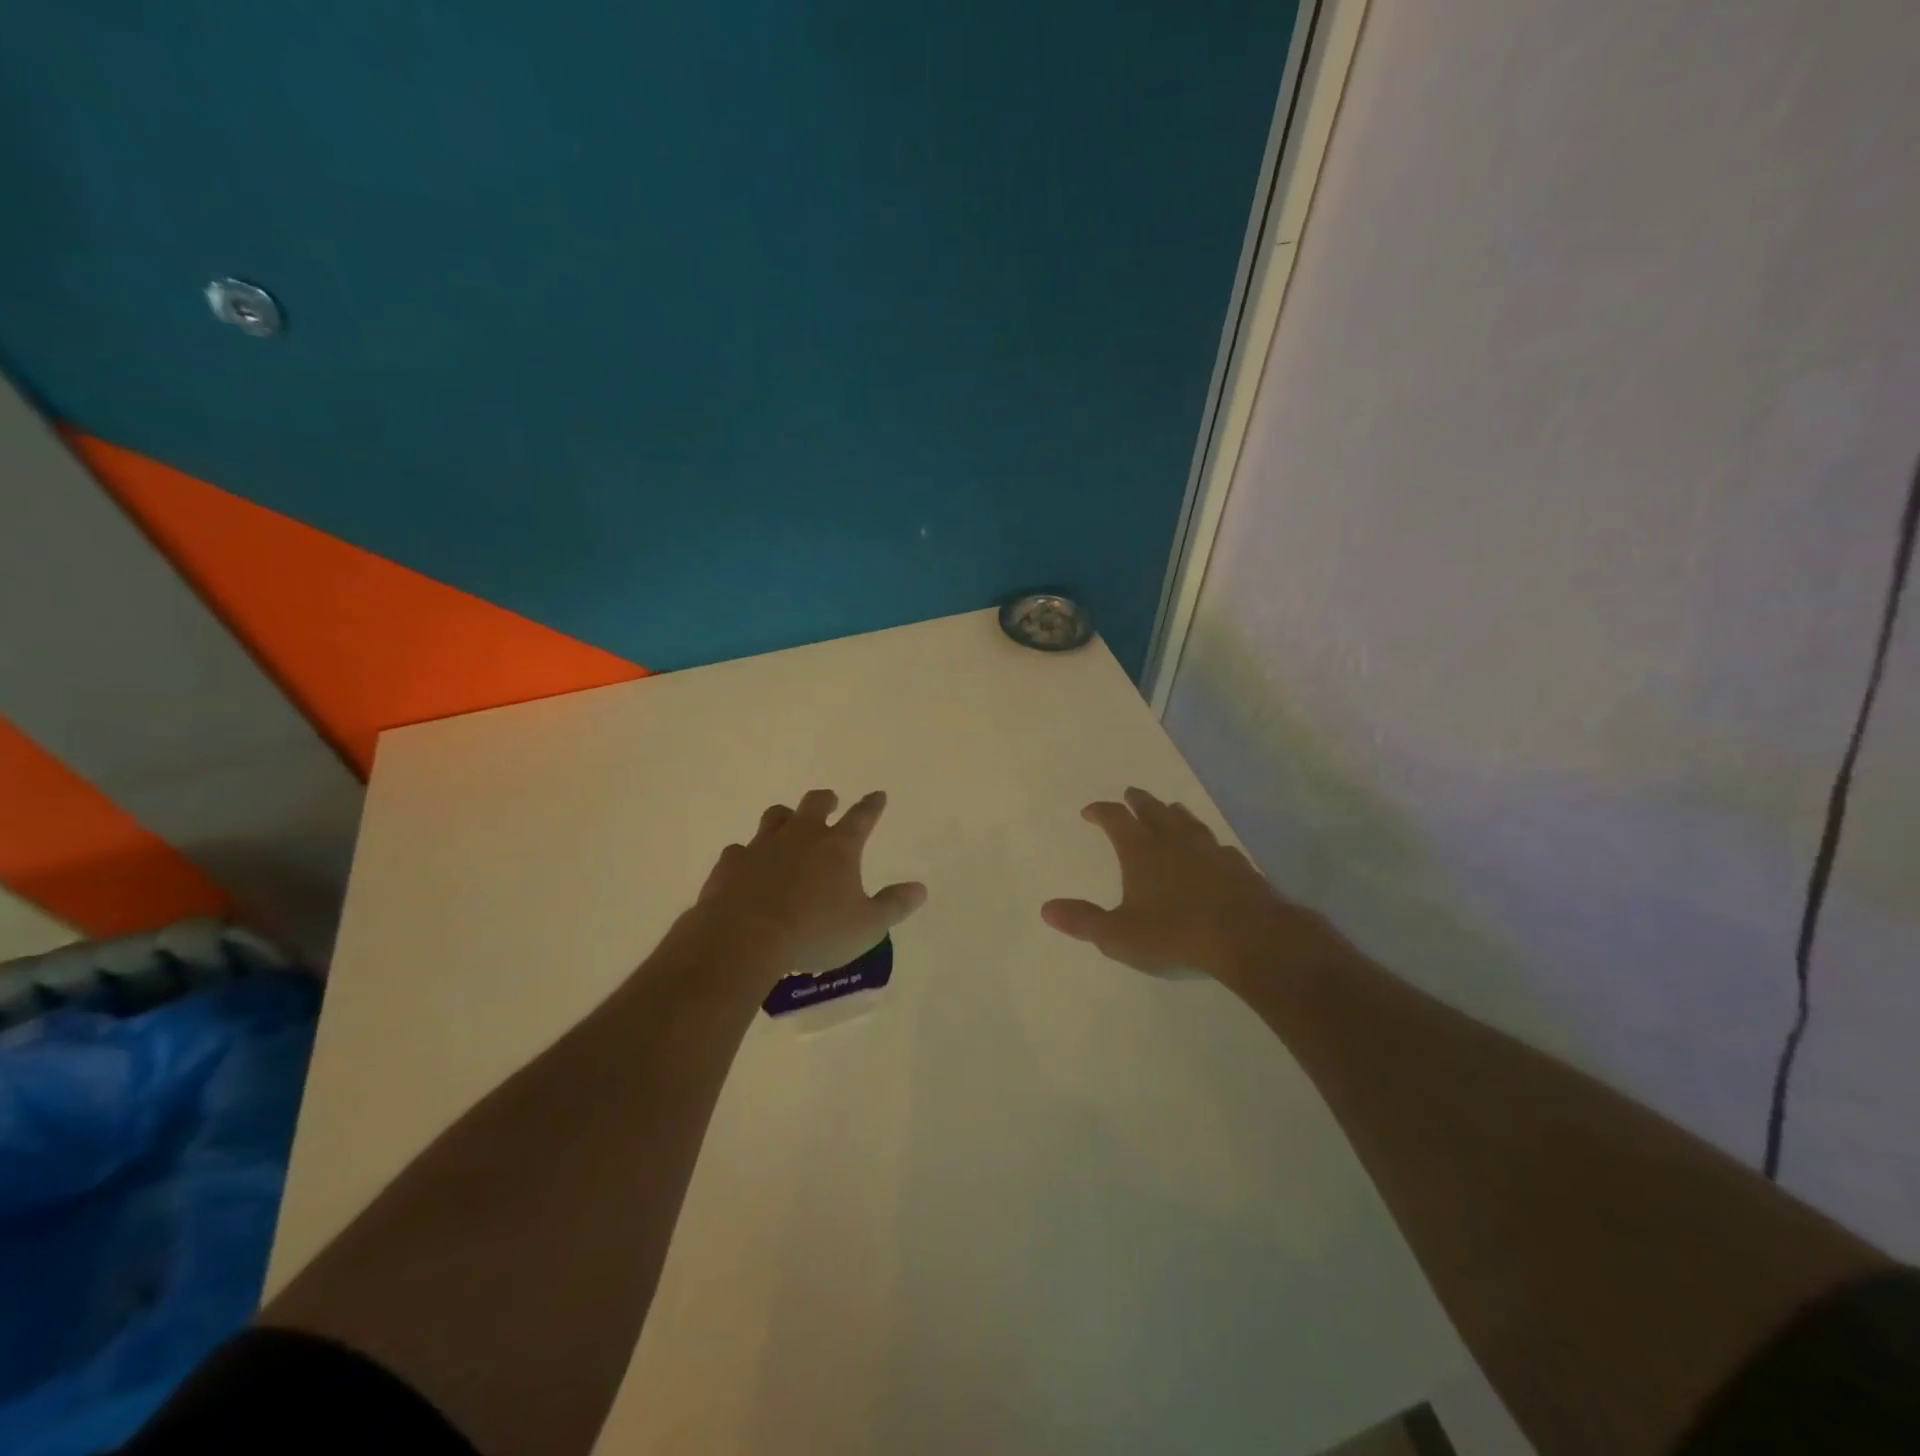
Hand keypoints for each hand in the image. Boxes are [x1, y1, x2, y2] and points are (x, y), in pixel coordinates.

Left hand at [691, 789, 926, 975]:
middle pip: (815, 804)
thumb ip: (894, 906)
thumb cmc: (815, 931)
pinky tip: (746, 864)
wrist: (745, 938)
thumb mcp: (867, 926)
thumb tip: (920, 889)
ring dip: (785, 817)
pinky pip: (739, 849)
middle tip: (831, 801)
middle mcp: (801, 836)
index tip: (878, 795)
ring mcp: (762, 846)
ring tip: (788, 823)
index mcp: (838, 847)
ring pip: (775, 816)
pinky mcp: (731, 863)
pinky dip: (747, 854)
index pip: (862, 817)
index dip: (872, 806)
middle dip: (826, 800)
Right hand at [1041, 787, 1326, 982]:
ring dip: (1173, 813)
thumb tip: (1046, 909)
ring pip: (1187, 821)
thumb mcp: (1119, 934)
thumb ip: (1083, 921)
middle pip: (1153, 810)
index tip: (1089, 811)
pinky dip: (1205, 842)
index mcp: (1141, 850)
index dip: (1100, 812)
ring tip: (1169, 809)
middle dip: (1138, 801)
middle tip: (1130, 795)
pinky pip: (1216, 845)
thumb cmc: (1176, 934)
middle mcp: (1174, 841)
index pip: (1115, 819)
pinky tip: (1211, 850)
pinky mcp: (1238, 866)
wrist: (1249, 938)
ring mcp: (1209, 850)